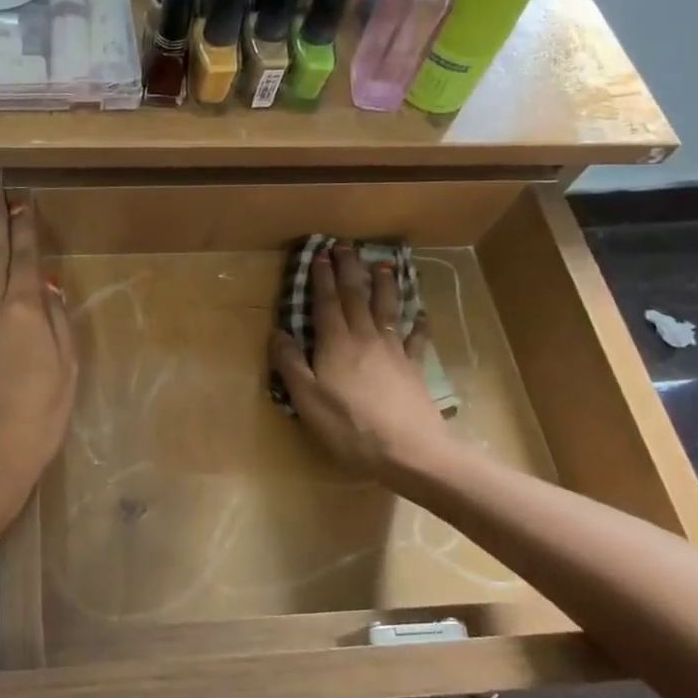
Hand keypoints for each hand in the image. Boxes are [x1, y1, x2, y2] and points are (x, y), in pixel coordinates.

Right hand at [269, 246, 460, 479]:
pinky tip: (420, 314)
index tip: (320, 254)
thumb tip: (277, 333)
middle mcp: (365, 338)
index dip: (322, 278)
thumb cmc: (351, 428)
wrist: (411, 452)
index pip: (326, 303)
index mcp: (336, 344)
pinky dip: (417, 324)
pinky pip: (416, 339)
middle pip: (356, 297)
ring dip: (384, 285)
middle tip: (346, 245)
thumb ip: (291, 364)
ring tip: (384, 264)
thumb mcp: (308, 400)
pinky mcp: (414, 368)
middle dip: (349, 270)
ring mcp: (394, 351)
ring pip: (387, 309)